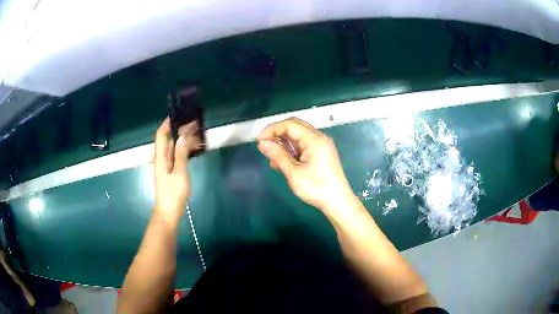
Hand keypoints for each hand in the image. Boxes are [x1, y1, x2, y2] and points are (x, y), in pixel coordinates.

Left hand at [153, 118, 201, 223]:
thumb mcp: (179, 173)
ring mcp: (165, 166)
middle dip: (179, 131)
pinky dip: (183, 150)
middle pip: (168, 140)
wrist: (169, 212)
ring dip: (183, 140)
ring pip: (173, 148)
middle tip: (194, 124)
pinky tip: (192, 149)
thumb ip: (180, 154)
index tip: (178, 115)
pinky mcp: (170, 172)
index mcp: (160, 157)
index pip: (161, 135)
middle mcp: (161, 158)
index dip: (167, 123)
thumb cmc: (173, 193)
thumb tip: (182, 136)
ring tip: (196, 135)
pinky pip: (176, 156)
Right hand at [257, 117, 356, 213]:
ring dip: (283, 143)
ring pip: (297, 136)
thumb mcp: (294, 173)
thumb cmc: (316, 188)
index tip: (259, 141)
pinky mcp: (321, 153)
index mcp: (314, 139)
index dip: (272, 129)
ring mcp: (321, 145)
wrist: (338, 202)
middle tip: (264, 147)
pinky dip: (291, 150)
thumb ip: (278, 155)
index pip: (289, 124)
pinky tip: (284, 163)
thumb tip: (262, 143)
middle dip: (277, 134)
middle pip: (294, 127)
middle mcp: (319, 138)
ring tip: (273, 160)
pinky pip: (303, 145)